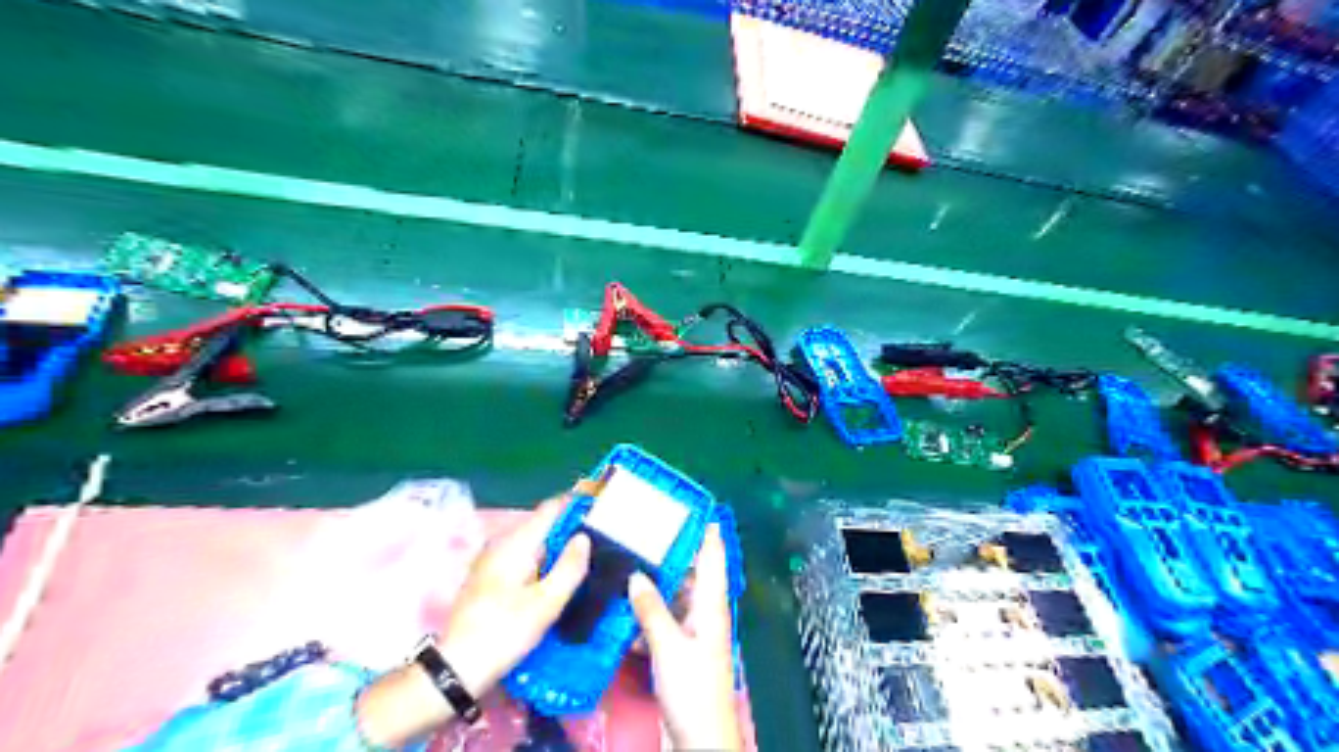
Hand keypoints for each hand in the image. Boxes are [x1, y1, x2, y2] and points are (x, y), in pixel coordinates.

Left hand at [354, 493, 590, 745]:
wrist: (455, 669)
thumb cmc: (503, 633)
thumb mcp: (545, 604)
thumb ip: (569, 567)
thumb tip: (585, 537)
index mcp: (517, 543)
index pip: (552, 507)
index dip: (578, 502)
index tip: (603, 504)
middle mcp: (503, 543)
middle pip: (544, 523)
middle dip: (573, 525)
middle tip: (605, 534)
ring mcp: (493, 560)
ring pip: (535, 541)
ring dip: (560, 544)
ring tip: (590, 554)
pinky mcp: (491, 577)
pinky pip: (526, 556)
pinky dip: (546, 559)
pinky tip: (561, 576)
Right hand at [630, 526, 743, 751]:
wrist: (701, 739)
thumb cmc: (692, 688)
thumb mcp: (669, 646)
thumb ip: (651, 609)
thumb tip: (636, 575)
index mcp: (711, 603)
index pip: (712, 555)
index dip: (706, 529)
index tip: (691, 505)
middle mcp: (705, 610)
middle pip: (693, 570)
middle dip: (675, 549)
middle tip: (648, 527)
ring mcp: (694, 629)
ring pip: (678, 593)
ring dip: (661, 577)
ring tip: (634, 555)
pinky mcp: (682, 647)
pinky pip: (667, 615)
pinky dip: (652, 605)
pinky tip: (630, 599)